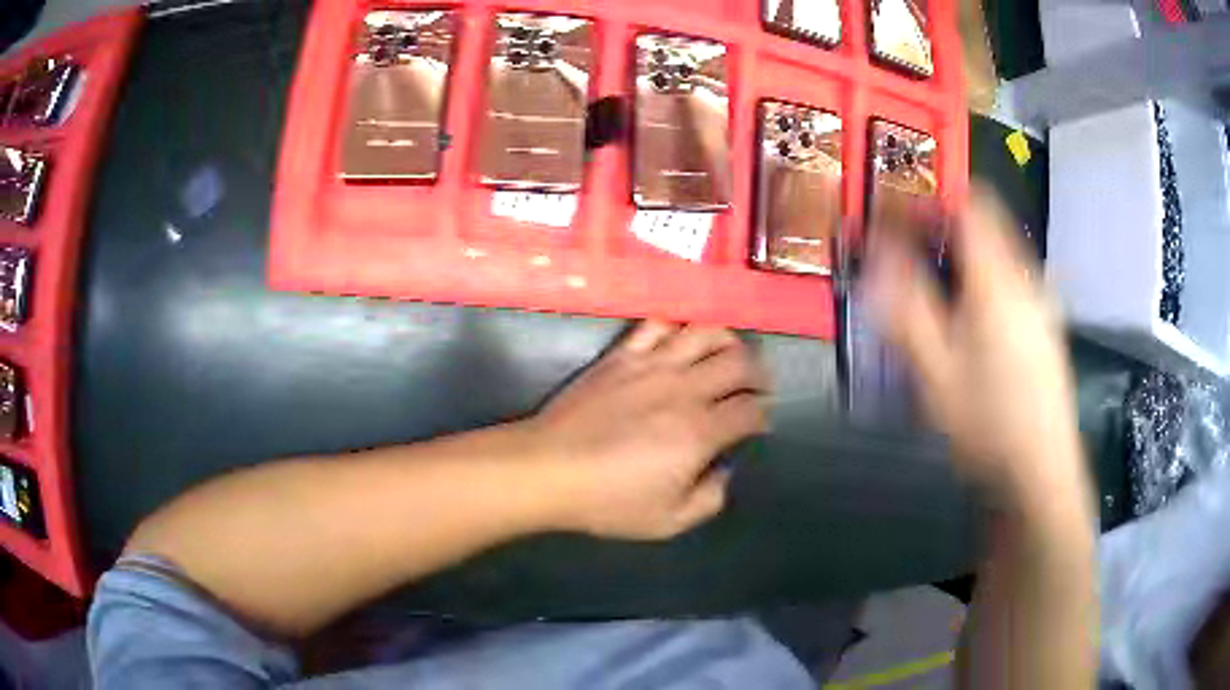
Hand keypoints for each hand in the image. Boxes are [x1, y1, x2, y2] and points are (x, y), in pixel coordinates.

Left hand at [525, 321, 769, 539]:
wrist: (548, 468)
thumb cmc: (607, 501)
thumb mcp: (668, 521)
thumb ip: (709, 499)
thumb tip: (722, 470)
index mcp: (700, 432)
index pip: (750, 410)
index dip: (763, 415)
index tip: (759, 423)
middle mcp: (684, 390)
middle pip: (739, 362)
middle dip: (758, 373)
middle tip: (756, 385)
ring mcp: (652, 365)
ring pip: (705, 333)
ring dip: (727, 340)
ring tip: (728, 354)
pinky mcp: (622, 356)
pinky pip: (657, 325)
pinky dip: (677, 326)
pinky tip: (680, 340)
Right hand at [864, 186, 1085, 505]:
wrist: (1039, 470)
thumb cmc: (986, 422)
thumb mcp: (935, 370)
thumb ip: (906, 305)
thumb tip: (878, 254)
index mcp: (996, 280)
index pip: (968, 206)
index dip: (931, 202)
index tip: (899, 219)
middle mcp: (1024, 279)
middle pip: (986, 225)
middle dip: (944, 230)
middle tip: (912, 261)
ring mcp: (1041, 302)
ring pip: (1000, 253)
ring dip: (965, 257)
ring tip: (938, 295)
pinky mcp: (1047, 325)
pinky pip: (1012, 280)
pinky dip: (985, 281)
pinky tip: (973, 326)